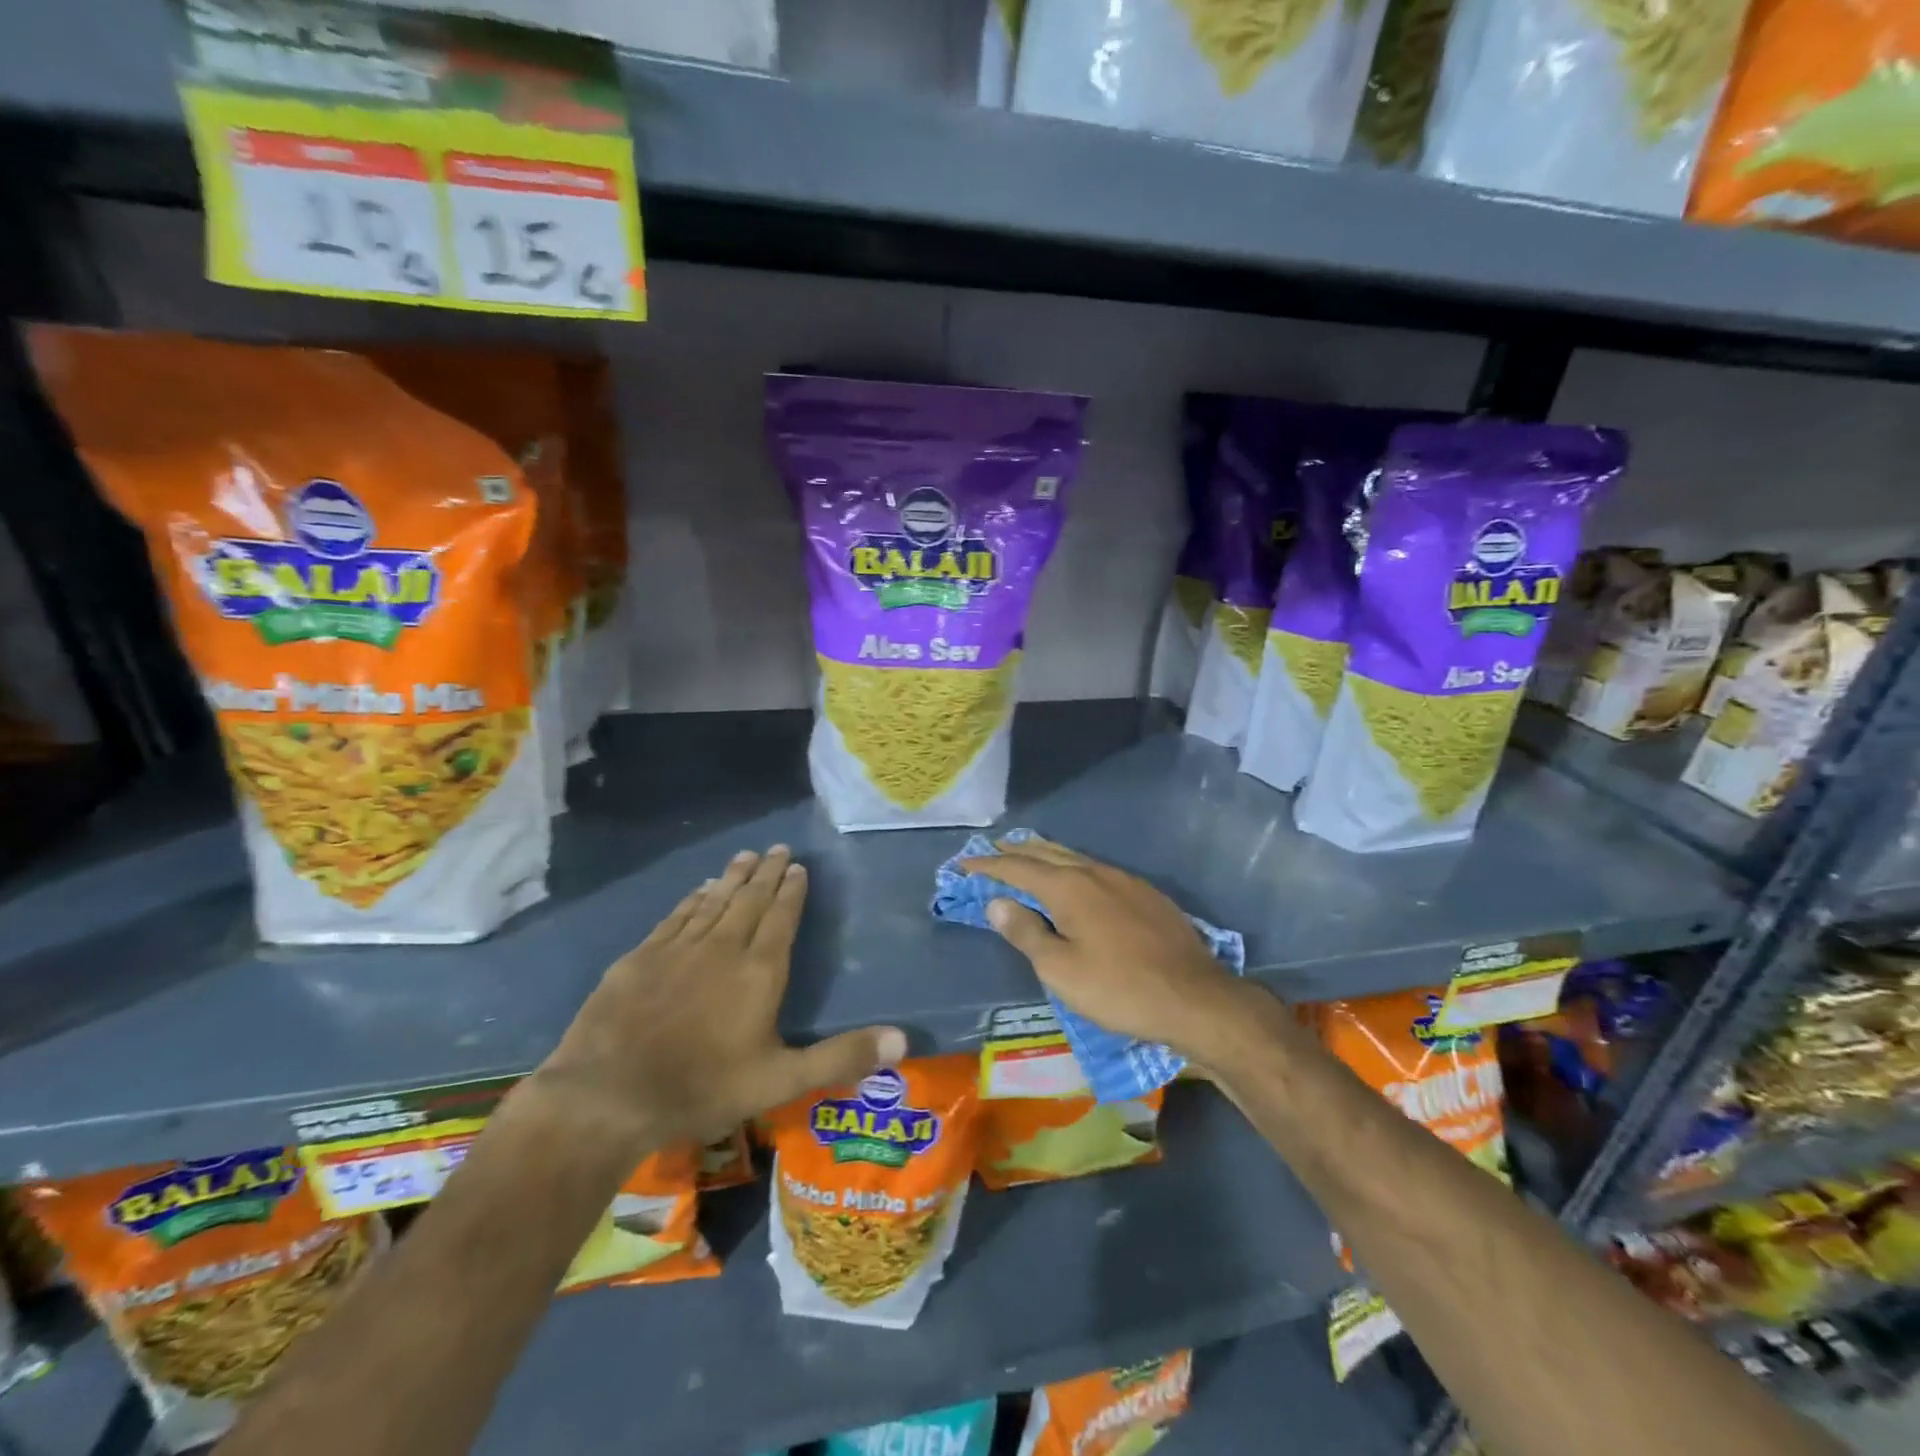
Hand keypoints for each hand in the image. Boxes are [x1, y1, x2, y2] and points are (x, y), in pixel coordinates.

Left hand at [523, 846, 906, 1157]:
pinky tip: (700, 890)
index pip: (782, 918)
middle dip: (767, 873)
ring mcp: (679, 948)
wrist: (609, 1094)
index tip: (798, 867)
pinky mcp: (642, 956)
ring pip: (714, 901)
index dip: (792, 891)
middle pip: (750, 900)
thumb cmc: (703, 1087)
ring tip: (746, 857)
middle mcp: (723, 947)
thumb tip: (903, 1040)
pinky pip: (677, 916)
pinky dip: (693, 899)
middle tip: (778, 848)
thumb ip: (841, 1057)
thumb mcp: (781, 1080)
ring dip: (733, 878)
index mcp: (760, 971)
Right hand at [960, 837, 1247, 1062]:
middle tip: (991, 851)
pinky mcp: (1145, 893)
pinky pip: (1097, 869)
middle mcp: (1094, 872)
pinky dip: (1072, 866)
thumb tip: (997, 902)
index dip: (987, 865)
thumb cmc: (1119, 989)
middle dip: (1015, 851)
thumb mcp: (1061, 970)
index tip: (963, 864)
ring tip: (1026, 855)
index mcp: (1068, 887)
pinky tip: (1076, 878)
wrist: (1195, 998)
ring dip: (1044, 855)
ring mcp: (1124, 880)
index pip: (1017, 868)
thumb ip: (1026, 933)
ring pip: (1074, 857)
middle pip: (1046, 853)